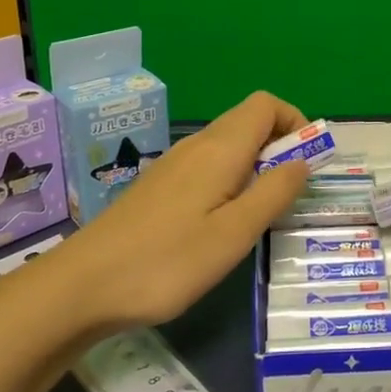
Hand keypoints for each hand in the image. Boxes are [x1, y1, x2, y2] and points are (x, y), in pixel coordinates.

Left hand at [47, 90, 314, 331]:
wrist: (82, 286)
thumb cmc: (167, 262)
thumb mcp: (234, 234)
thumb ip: (273, 193)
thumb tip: (303, 161)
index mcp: (220, 149)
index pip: (266, 104)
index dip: (295, 122)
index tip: (308, 163)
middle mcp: (197, 146)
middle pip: (248, 121)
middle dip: (280, 146)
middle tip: (291, 195)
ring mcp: (174, 165)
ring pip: (228, 146)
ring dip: (256, 166)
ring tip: (261, 214)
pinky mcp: (159, 187)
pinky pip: (208, 166)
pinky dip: (231, 180)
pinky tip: (222, 224)